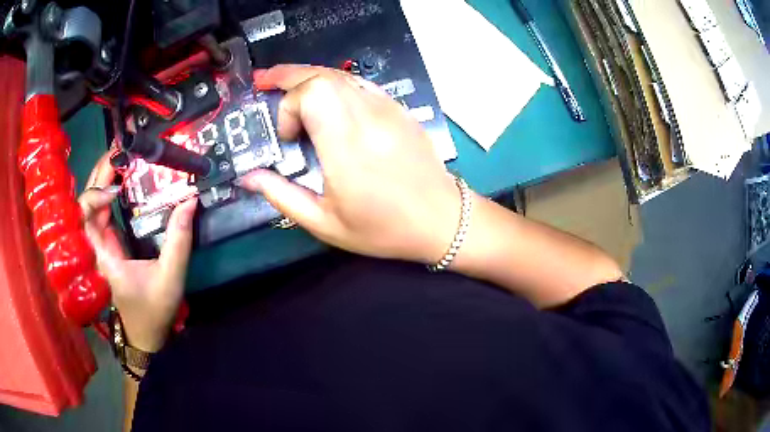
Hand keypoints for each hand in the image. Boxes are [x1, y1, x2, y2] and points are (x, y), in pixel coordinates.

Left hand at [79, 150, 196, 351]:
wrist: (144, 334)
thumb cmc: (154, 311)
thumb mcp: (170, 278)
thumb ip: (179, 240)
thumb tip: (190, 200)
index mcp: (102, 258)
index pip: (83, 219)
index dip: (94, 196)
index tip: (118, 186)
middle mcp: (94, 248)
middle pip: (84, 204)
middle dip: (98, 175)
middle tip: (118, 150)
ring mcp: (99, 246)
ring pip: (91, 206)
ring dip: (102, 180)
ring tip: (120, 158)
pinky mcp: (106, 245)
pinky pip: (101, 213)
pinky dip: (107, 194)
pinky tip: (120, 181)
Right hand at [239, 65, 460, 263]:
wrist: (441, 219)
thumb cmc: (383, 228)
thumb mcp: (325, 223)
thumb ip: (282, 196)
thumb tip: (249, 177)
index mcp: (348, 146)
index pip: (313, 94)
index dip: (290, 106)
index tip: (289, 138)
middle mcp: (369, 118)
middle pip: (323, 75)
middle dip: (288, 77)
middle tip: (263, 82)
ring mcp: (388, 109)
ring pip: (341, 74)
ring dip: (308, 76)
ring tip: (284, 83)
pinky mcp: (398, 109)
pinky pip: (359, 84)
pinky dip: (334, 83)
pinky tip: (324, 96)